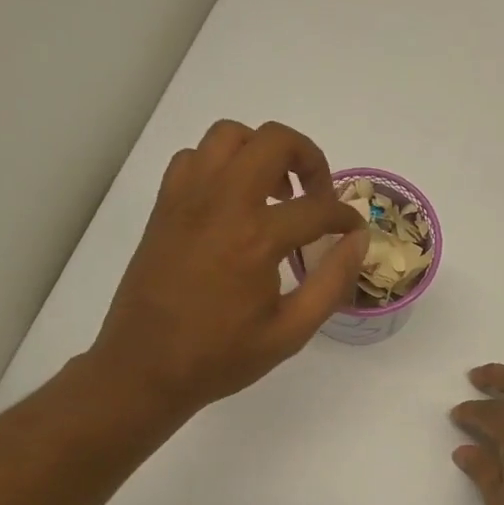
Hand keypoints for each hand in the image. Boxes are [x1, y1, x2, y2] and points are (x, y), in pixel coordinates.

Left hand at [93, 120, 368, 416]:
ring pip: (230, 136)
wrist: (145, 368)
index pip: (318, 207)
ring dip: (262, 152)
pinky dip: (220, 165)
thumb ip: (332, 282)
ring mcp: (187, 199)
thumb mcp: (290, 332)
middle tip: (317, 195)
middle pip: (275, 141)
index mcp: (257, 238)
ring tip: (274, 192)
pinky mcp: (164, 207)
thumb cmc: (221, 356)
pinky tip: (231, 201)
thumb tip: (358, 241)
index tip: (353, 232)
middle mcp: (222, 203)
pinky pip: (194, 158)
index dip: (346, 217)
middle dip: (310, 159)